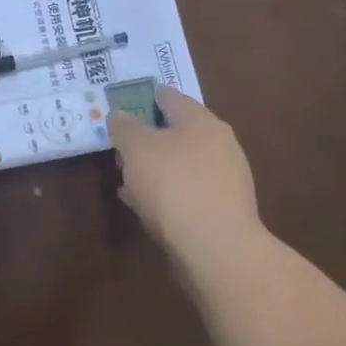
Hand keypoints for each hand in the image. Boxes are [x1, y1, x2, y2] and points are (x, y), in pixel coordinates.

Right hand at [108, 87, 261, 263]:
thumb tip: (120, 115)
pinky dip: (166, 192)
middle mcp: (220, 144)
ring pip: (181, 163)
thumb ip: (124, 126)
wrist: (217, 249)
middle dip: (147, 137)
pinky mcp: (224, 210)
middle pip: (176, 131)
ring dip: (154, 167)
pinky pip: (187, 191)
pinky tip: (145, 205)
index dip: (143, 96)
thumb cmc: (173, 186)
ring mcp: (225, 179)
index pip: (169, 96)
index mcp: (201, 121)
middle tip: (119, 146)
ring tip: (127, 179)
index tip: (120, 104)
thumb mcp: (136, 148)